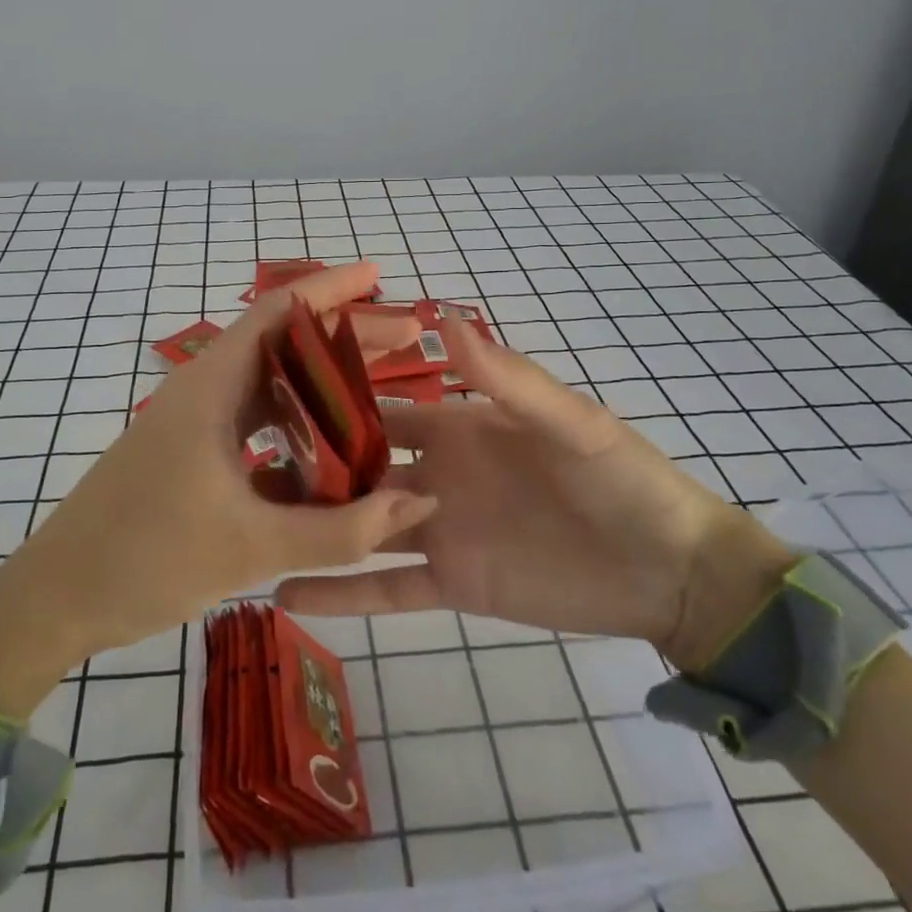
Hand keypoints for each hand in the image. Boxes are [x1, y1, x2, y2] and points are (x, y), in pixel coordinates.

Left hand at [0, 262, 438, 699]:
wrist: (57, 600)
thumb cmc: (145, 559)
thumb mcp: (251, 547)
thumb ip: (340, 529)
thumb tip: (418, 500)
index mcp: (210, 387)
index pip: (278, 311)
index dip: (331, 288)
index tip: (379, 277)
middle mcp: (204, 391)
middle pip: (284, 344)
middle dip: (344, 337)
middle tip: (405, 340)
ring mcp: (195, 423)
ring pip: (271, 388)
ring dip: (322, 387)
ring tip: (381, 390)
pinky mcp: (192, 455)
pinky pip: (256, 427)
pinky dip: (297, 430)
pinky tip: (333, 455)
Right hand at [276, 321, 793, 670]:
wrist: (668, 570)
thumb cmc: (622, 480)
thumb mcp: (568, 422)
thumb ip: (507, 378)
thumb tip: (447, 316)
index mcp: (458, 427)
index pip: (383, 407)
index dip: (337, 400)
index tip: (278, 394)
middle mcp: (435, 474)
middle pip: (359, 467)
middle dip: (310, 465)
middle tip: (243, 466)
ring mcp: (437, 531)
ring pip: (359, 526)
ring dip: (312, 526)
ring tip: (247, 526)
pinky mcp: (449, 585)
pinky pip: (385, 589)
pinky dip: (339, 593)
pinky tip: (284, 595)